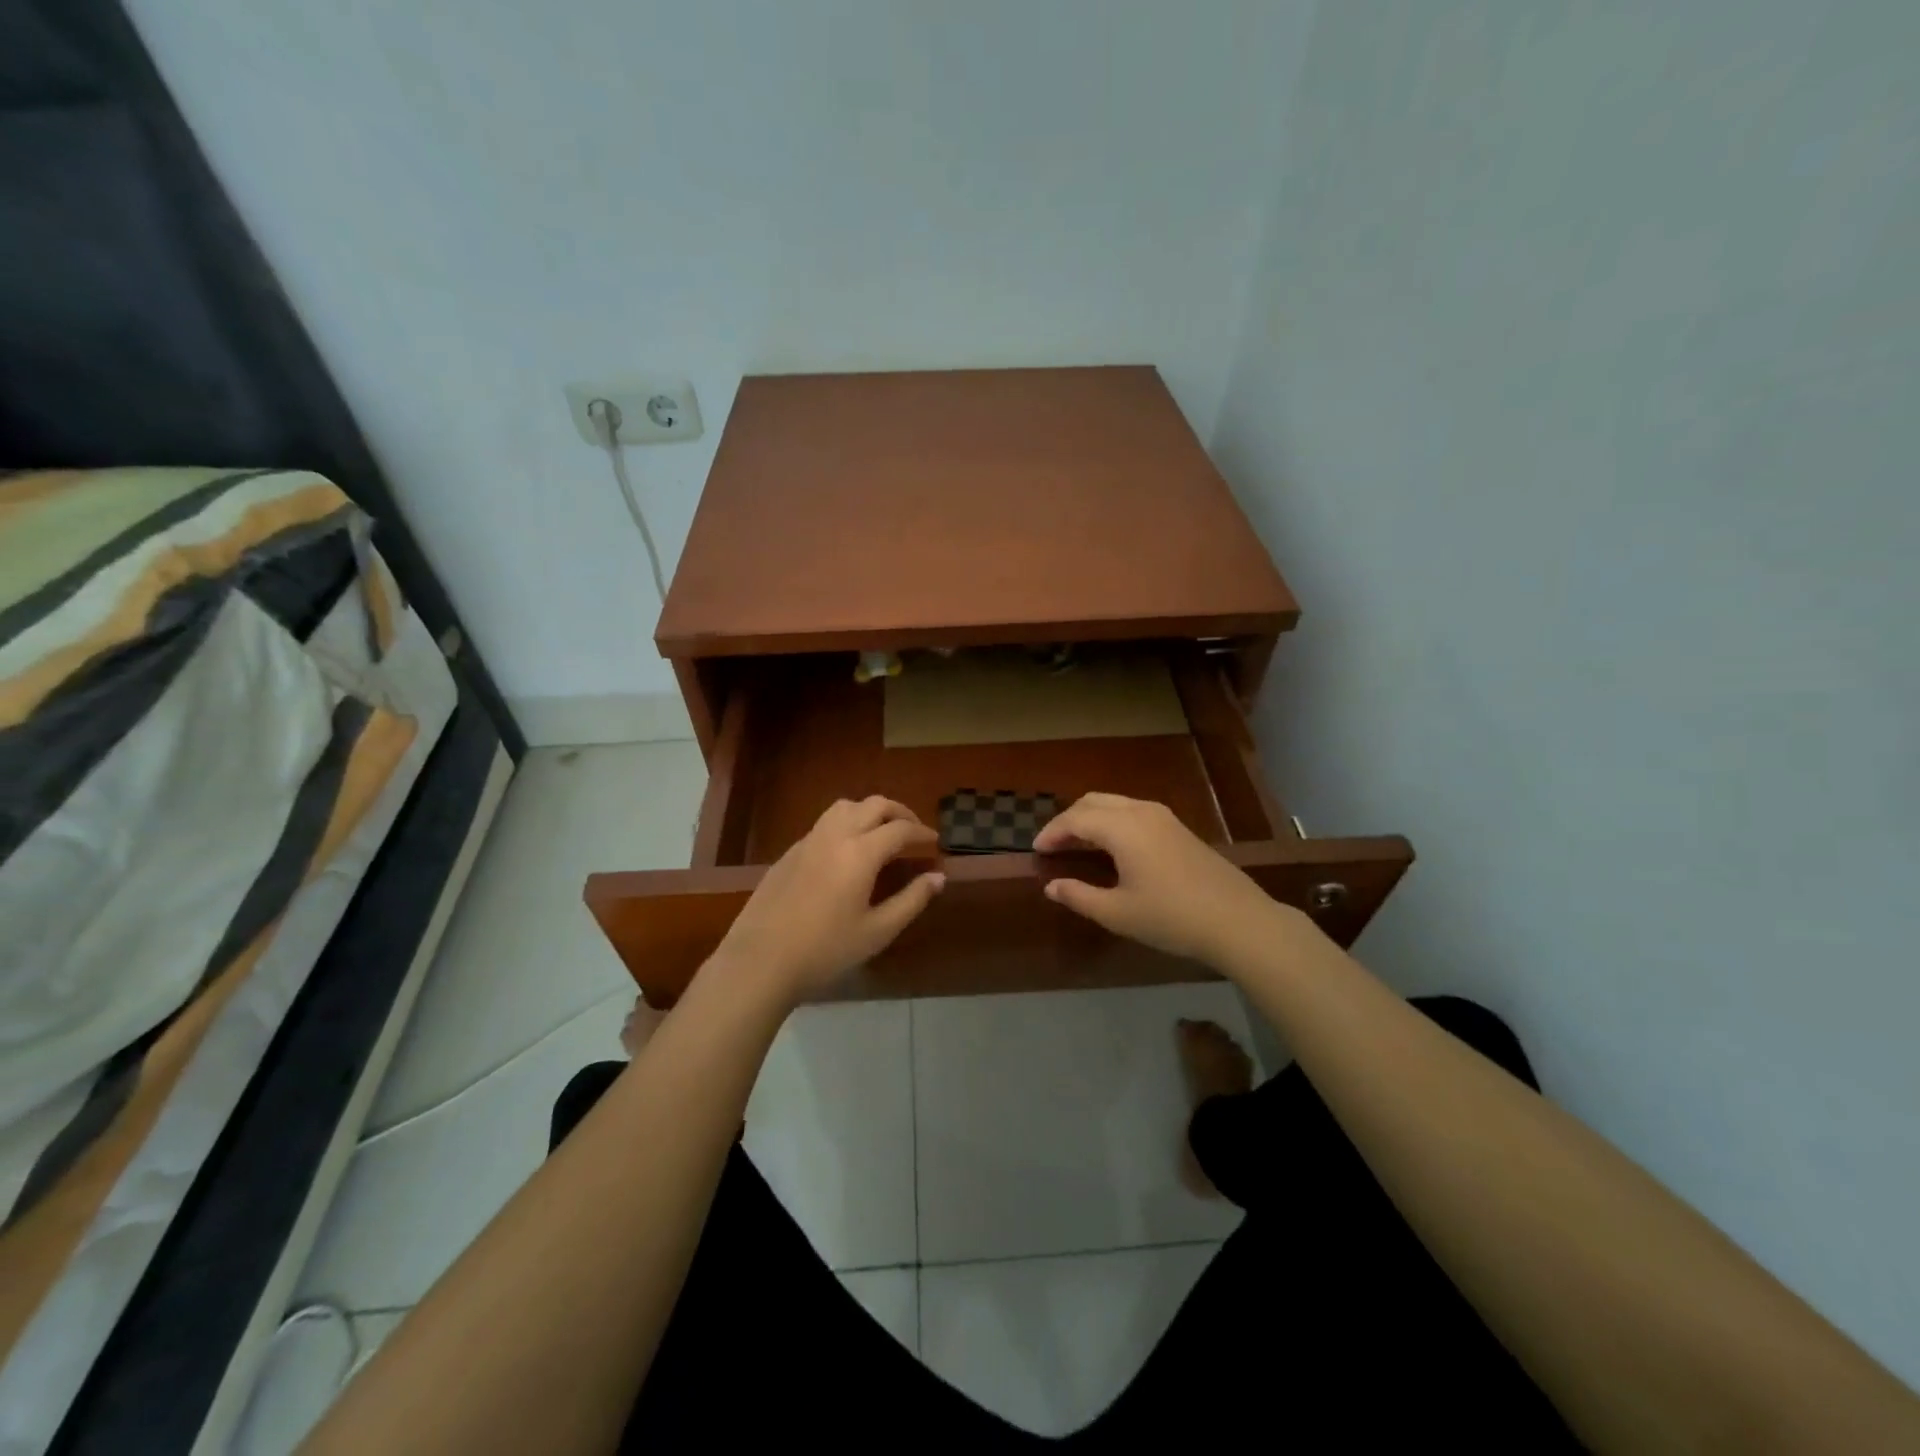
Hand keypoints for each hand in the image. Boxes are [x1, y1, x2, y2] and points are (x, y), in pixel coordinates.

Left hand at [709, 796, 943, 1003]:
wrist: (760, 960)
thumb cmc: (825, 950)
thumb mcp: (877, 931)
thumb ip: (911, 900)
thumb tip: (938, 877)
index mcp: (860, 852)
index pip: (899, 829)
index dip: (921, 833)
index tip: (935, 842)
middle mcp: (835, 835)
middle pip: (873, 805)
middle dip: (899, 813)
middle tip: (913, 832)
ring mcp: (808, 841)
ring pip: (845, 807)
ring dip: (869, 811)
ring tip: (881, 833)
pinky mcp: (789, 853)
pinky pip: (824, 823)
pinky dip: (846, 825)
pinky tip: (847, 853)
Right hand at [1033, 792, 1290, 970]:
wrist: (1238, 920)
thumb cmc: (1171, 917)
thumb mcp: (1118, 913)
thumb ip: (1079, 896)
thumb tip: (1052, 886)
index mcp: (1122, 827)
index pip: (1075, 819)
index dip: (1052, 833)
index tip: (1036, 850)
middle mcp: (1141, 811)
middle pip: (1093, 802)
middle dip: (1068, 820)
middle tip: (1053, 845)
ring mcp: (1164, 817)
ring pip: (1115, 803)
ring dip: (1091, 818)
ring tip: (1077, 845)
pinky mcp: (1178, 828)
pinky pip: (1132, 811)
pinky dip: (1112, 821)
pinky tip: (1111, 847)